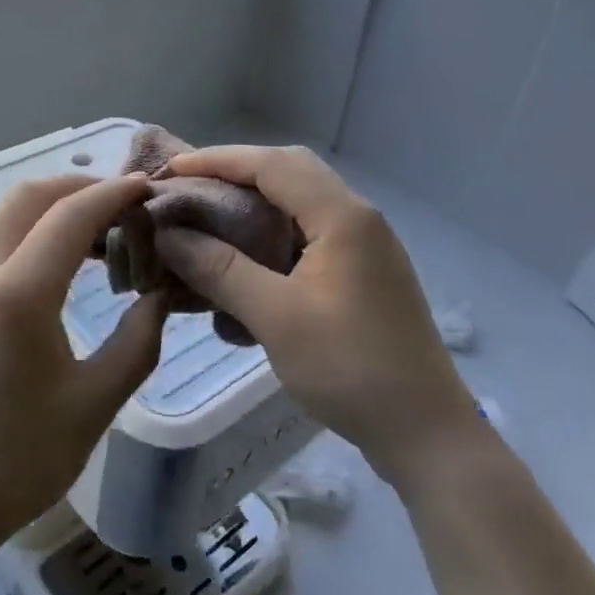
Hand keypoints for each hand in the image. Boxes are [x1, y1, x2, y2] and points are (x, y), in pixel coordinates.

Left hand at [0, 175, 170, 557]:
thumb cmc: (16, 462)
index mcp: (16, 294)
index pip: (71, 214)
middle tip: (124, 208)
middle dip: (80, 188)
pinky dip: (27, 235)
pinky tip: (53, 270)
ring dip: (51, 210)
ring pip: (4, 216)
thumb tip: (160, 294)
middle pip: (30, 196)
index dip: (114, 193)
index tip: (148, 189)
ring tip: (96, 237)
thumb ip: (138, 340)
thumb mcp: (94, 404)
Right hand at [152, 146, 477, 487]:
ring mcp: (364, 246)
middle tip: (189, 191)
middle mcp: (356, 218)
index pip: (271, 164)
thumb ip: (219, 269)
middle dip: (235, 175)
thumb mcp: (276, 317)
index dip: (217, 161)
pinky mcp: (362, 273)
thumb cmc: (350, 368)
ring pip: (298, 204)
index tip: (170, 171)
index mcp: (342, 216)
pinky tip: (245, 267)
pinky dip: (271, 238)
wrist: (425, 433)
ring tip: (208, 222)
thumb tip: (168, 235)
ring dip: (252, 206)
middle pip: (288, 172)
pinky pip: (308, 236)